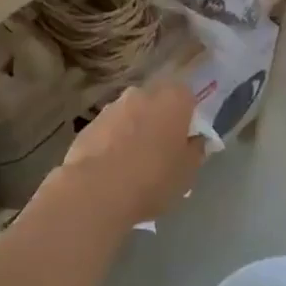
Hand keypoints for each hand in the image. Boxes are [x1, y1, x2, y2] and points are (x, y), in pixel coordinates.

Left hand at [55, 81, 205, 227]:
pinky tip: (112, 168)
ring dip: (134, 129)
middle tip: (162, 149)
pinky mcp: (89, 125)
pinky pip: (109, 129)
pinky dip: (112, 141)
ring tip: (134, 162)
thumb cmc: (153, 179)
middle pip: (156, 101)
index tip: (186, 137)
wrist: (96, 192)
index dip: (187, 115)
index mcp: (173, 99)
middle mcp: (142, 94)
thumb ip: (196, 150)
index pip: (186, 95)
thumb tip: (196, 141)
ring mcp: (112, 108)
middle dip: (159, 120)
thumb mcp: (187, 172)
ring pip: (130, 114)